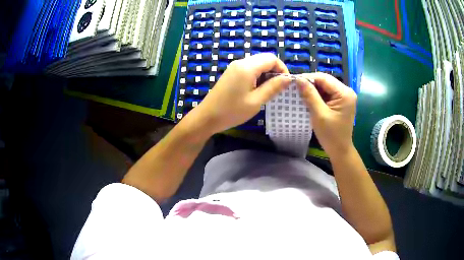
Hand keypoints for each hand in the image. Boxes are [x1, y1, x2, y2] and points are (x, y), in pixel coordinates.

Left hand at [188, 53, 290, 133]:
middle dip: (275, 71)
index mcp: (247, 67)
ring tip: (267, 91)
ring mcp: (234, 67)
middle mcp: (241, 62)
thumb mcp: (256, 101)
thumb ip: (273, 87)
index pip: (272, 58)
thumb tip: (288, 78)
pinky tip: (256, 90)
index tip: (286, 84)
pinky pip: (249, 69)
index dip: (282, 69)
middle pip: (264, 59)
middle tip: (277, 89)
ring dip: (266, 74)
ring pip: (257, 64)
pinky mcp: (231, 73)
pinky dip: (257, 76)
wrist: (207, 117)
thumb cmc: (232, 111)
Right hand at [296, 73, 356, 157]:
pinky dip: (317, 95)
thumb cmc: (331, 135)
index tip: (293, 81)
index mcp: (345, 93)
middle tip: (295, 87)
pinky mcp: (340, 102)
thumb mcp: (319, 114)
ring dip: (312, 89)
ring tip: (299, 92)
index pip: (324, 78)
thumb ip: (310, 95)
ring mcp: (344, 96)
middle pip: (325, 81)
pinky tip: (308, 98)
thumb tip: (298, 79)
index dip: (308, 77)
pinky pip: (327, 93)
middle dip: (310, 83)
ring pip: (325, 87)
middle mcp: (346, 91)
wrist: (340, 150)